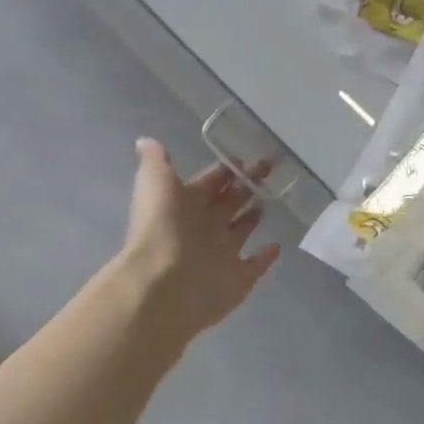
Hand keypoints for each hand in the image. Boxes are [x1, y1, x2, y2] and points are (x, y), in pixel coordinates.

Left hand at [118, 139, 280, 340]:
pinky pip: (255, 266)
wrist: (165, 283)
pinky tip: (277, 246)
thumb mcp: (156, 181)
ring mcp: (222, 255)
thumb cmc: (162, 226)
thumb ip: (156, 161)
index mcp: (185, 204)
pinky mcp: (238, 280)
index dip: (224, 171)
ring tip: (269, 202)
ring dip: (252, 218)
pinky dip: (266, 257)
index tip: (242, 159)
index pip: (209, 183)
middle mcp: (203, 229)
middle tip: (267, 171)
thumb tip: (146, 141)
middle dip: (245, 187)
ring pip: (240, 232)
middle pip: (228, 203)